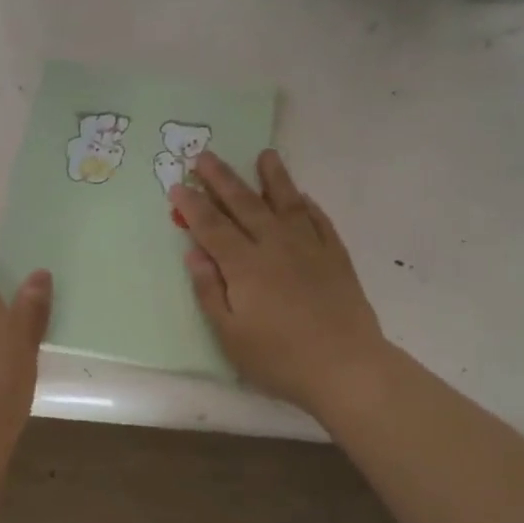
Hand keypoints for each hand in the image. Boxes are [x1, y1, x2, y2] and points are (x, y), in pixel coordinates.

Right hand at [172, 151, 388, 418]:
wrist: (345, 367)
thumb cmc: (279, 358)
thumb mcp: (230, 334)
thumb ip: (210, 291)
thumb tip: (194, 253)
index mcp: (245, 266)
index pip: (212, 227)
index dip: (193, 206)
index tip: (178, 186)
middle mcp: (275, 246)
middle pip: (245, 204)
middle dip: (222, 179)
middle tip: (205, 155)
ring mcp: (309, 248)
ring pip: (287, 203)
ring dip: (272, 178)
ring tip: (264, 155)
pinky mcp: (336, 257)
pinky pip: (319, 221)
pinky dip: (308, 205)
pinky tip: (302, 197)